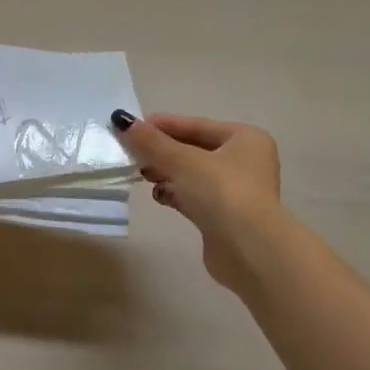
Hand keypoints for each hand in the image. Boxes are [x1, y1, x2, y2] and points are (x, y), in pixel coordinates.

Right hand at [111, 110, 282, 292]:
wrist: (248, 248)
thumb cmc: (221, 192)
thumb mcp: (181, 160)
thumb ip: (151, 141)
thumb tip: (121, 120)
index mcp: (245, 139)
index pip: (197, 125)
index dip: (163, 124)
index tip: (132, 126)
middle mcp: (245, 161)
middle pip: (194, 149)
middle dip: (162, 151)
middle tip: (132, 153)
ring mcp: (236, 190)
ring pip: (192, 174)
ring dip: (166, 173)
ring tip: (142, 175)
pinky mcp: (225, 215)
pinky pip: (194, 196)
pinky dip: (175, 193)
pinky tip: (159, 196)